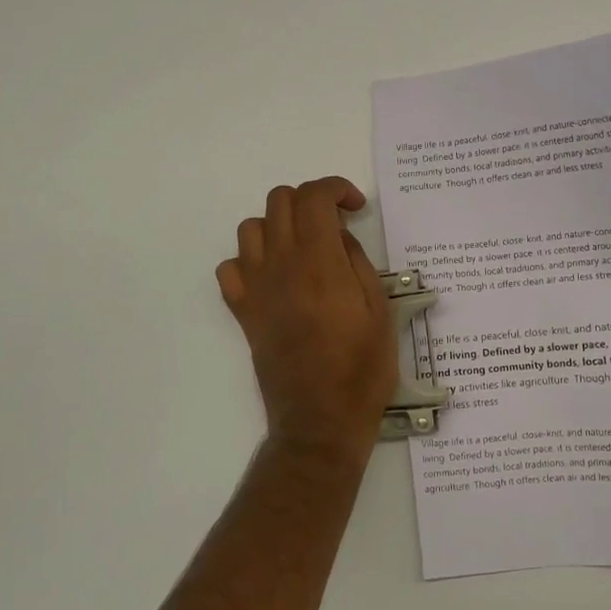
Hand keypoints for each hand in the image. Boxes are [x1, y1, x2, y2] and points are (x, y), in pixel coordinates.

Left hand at [216, 177, 397, 458]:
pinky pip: (230, 268)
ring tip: (303, 248)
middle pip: (279, 201)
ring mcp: (256, 289)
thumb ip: (357, 263)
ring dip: (279, 226)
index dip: (336, 188)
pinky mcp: (243, 313)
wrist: (320, 421)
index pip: (313, 197)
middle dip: (309, 200)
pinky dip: (249, 261)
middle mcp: (281, 266)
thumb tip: (338, 236)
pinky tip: (273, 278)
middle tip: (334, 226)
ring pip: (251, 228)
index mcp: (319, 263)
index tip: (355, 207)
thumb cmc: (362, 369)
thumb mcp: (380, 311)